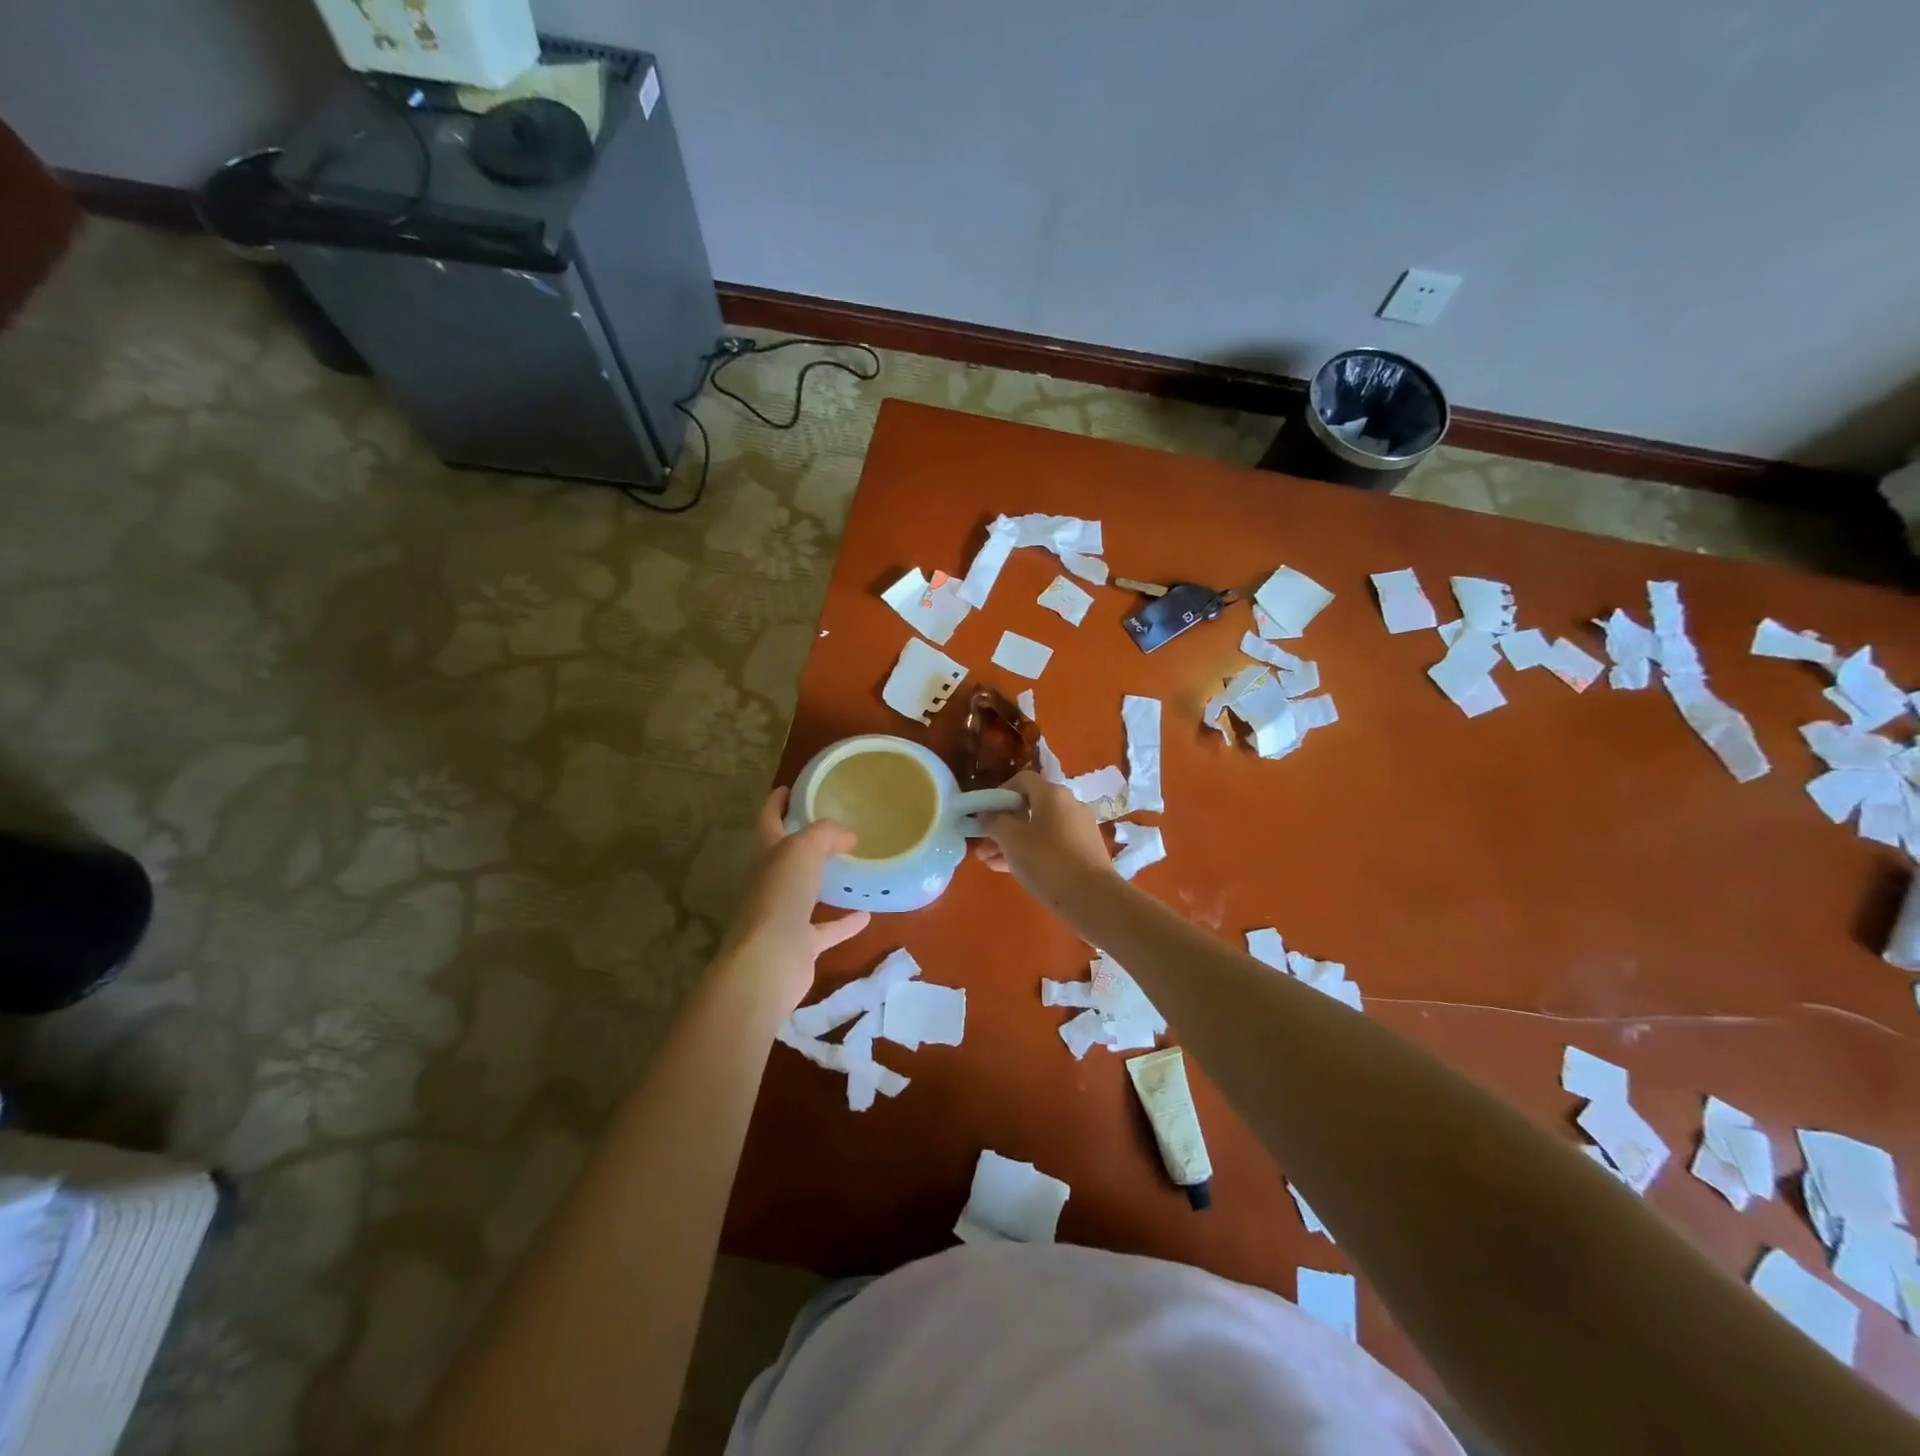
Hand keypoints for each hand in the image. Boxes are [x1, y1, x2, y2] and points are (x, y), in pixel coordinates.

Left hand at [714, 788, 870, 1014]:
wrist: (769, 961)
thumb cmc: (780, 896)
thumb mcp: (803, 849)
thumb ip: (826, 834)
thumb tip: (848, 836)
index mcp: (766, 854)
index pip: (768, 819)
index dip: (776, 801)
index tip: (790, 787)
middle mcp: (770, 883)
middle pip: (785, 856)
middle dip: (802, 841)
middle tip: (832, 827)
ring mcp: (783, 916)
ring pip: (804, 892)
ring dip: (823, 881)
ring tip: (851, 866)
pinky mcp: (800, 945)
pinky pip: (825, 929)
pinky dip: (844, 922)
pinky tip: (866, 914)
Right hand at [972, 769, 1114, 907]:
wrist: (1093, 898)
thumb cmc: (1047, 861)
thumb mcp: (1011, 840)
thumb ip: (995, 822)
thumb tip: (987, 813)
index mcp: (1053, 794)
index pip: (1022, 780)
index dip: (1000, 793)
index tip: (985, 813)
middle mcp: (1069, 805)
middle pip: (1029, 806)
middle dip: (1003, 824)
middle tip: (983, 842)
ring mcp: (1079, 829)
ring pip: (1039, 829)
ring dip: (1013, 841)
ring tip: (989, 860)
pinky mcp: (1084, 851)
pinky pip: (1051, 845)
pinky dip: (1031, 852)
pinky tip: (1009, 869)